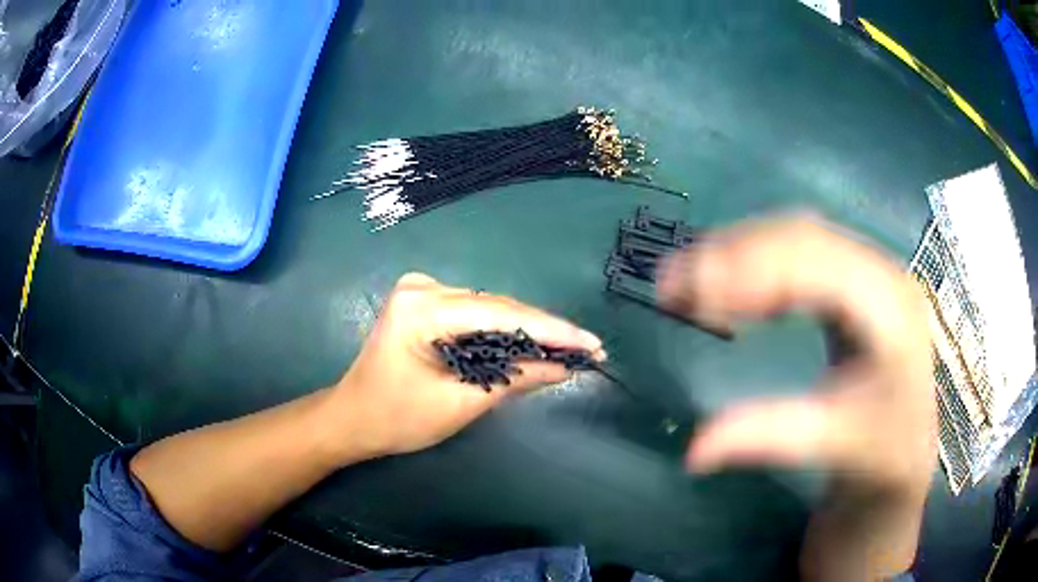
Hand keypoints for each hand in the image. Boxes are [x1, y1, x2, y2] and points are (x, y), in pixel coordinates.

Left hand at [326, 273, 602, 462]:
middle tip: (586, 348)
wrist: (352, 418)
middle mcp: (422, 287)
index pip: (501, 313)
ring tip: (568, 348)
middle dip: (543, 330)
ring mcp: (421, 291)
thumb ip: (513, 379)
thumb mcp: (459, 403)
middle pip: (497, 307)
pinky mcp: (424, 302)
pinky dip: (502, 331)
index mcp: (421, 308)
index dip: (551, 329)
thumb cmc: (396, 418)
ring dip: (527, 330)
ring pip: (489, 309)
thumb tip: (563, 368)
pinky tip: (531, 343)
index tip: (591, 343)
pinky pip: (475, 314)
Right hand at [658, 216, 935, 493]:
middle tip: (672, 282)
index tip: (687, 293)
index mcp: (890, 305)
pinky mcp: (854, 281)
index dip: (750, 269)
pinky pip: (799, 253)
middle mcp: (882, 271)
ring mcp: (868, 271)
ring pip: (796, 236)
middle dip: (733, 254)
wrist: (905, 448)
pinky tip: (730, 286)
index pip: (818, 264)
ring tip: (688, 281)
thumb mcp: (831, 445)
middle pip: (802, 236)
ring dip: (739, 252)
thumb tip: (694, 451)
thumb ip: (770, 438)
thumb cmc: (880, 449)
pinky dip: (756, 263)